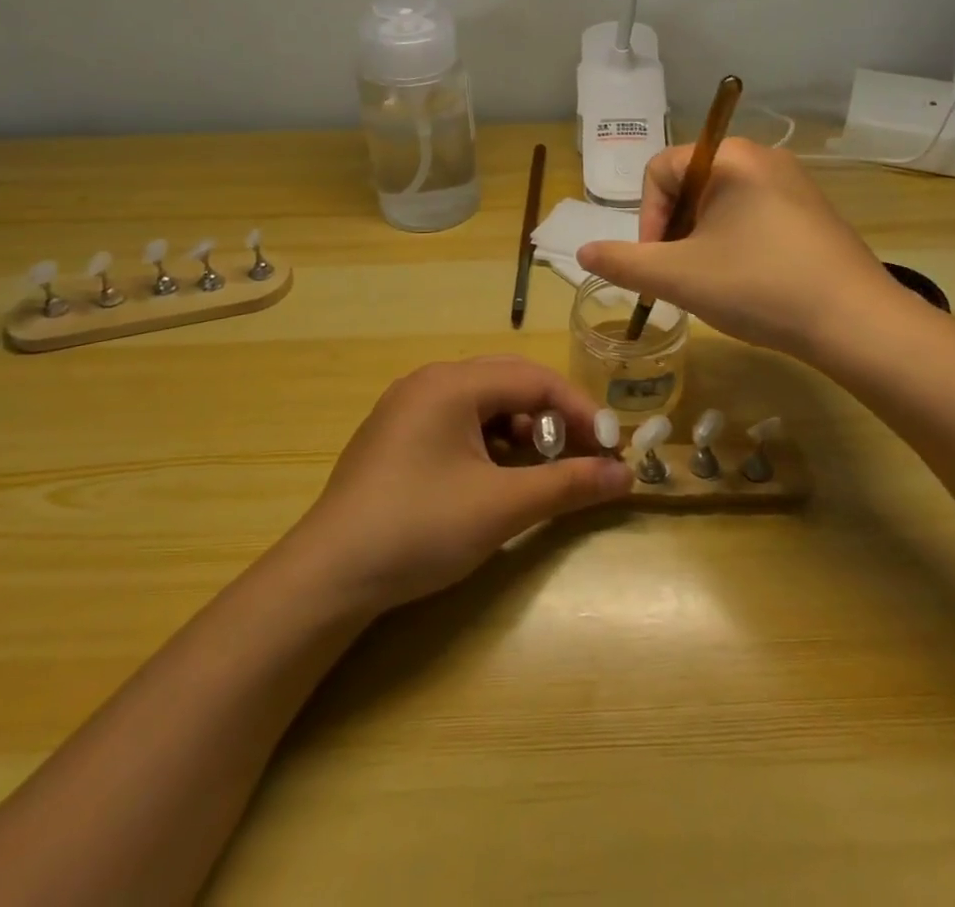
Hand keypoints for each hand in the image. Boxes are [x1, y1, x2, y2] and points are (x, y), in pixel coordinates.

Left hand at [283, 357, 632, 614]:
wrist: (329, 575)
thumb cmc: (420, 528)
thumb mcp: (502, 507)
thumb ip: (568, 484)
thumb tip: (626, 475)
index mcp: (452, 382)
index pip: (534, 379)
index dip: (579, 410)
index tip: (612, 446)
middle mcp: (429, 381)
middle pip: (509, 382)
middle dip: (552, 416)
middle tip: (583, 453)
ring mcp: (408, 407)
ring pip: (483, 402)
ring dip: (521, 429)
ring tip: (542, 468)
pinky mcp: (397, 435)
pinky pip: (458, 421)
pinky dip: (489, 442)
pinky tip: (498, 476)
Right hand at [578, 138, 903, 359]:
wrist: (857, 323)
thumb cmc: (758, 286)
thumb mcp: (678, 277)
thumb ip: (623, 262)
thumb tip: (582, 251)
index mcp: (730, 157)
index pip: (659, 170)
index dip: (646, 218)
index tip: (658, 263)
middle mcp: (763, 157)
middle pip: (690, 185)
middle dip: (675, 231)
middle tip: (682, 275)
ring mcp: (793, 183)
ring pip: (722, 204)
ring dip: (702, 240)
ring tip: (714, 282)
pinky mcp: (812, 212)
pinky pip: (754, 215)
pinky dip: (735, 243)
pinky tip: (748, 281)